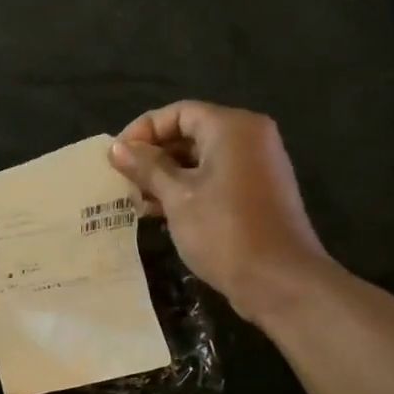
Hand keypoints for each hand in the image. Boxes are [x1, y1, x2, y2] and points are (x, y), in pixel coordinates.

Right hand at [108, 101, 330, 323]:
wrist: (278, 280)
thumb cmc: (224, 231)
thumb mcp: (177, 196)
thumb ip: (147, 167)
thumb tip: (117, 147)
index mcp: (232, 127)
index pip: (178, 113)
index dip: (143, 131)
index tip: (116, 158)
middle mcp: (248, 138)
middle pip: (190, 133)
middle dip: (153, 157)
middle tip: (124, 184)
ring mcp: (256, 167)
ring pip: (201, 159)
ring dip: (166, 178)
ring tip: (139, 204)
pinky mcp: (256, 194)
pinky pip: (215, 179)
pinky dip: (187, 191)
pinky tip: (162, 214)